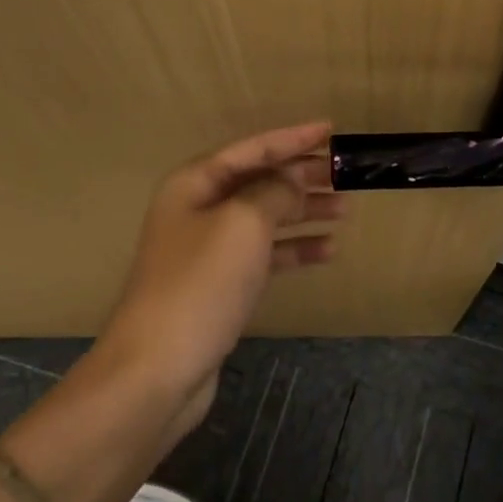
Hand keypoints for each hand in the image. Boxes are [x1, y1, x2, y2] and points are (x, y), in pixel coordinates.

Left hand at [97, 122, 342, 423]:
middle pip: (260, 181)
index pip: (253, 148)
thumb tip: (295, 178)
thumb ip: (275, 191)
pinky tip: (328, 251)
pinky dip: (295, 249)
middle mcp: (200, 209)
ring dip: (304, 211)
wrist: (157, 371)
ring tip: (345, 210)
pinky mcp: (221, 285)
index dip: (293, 138)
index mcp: (196, 184)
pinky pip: (265, 254)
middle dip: (302, 176)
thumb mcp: (244, 223)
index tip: (331, 130)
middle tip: (345, 176)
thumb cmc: (200, 284)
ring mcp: (210, 249)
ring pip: (266, 217)